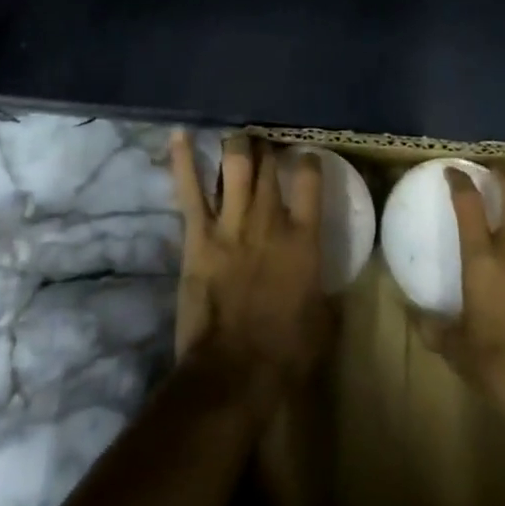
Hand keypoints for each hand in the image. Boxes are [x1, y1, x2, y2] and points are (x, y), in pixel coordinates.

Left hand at [170, 132, 331, 394]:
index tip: (305, 155)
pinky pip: (190, 189)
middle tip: (264, 141)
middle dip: (267, 148)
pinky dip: (183, 160)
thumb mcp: (322, 321)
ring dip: (237, 145)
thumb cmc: (285, 353)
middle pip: (269, 166)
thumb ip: (324, 290)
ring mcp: (232, 223)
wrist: (234, 371)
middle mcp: (270, 219)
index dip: (308, 161)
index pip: (311, 180)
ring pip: (235, 164)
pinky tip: (179, 134)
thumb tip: (325, 283)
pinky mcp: (199, 234)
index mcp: (304, 238)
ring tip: (237, 135)